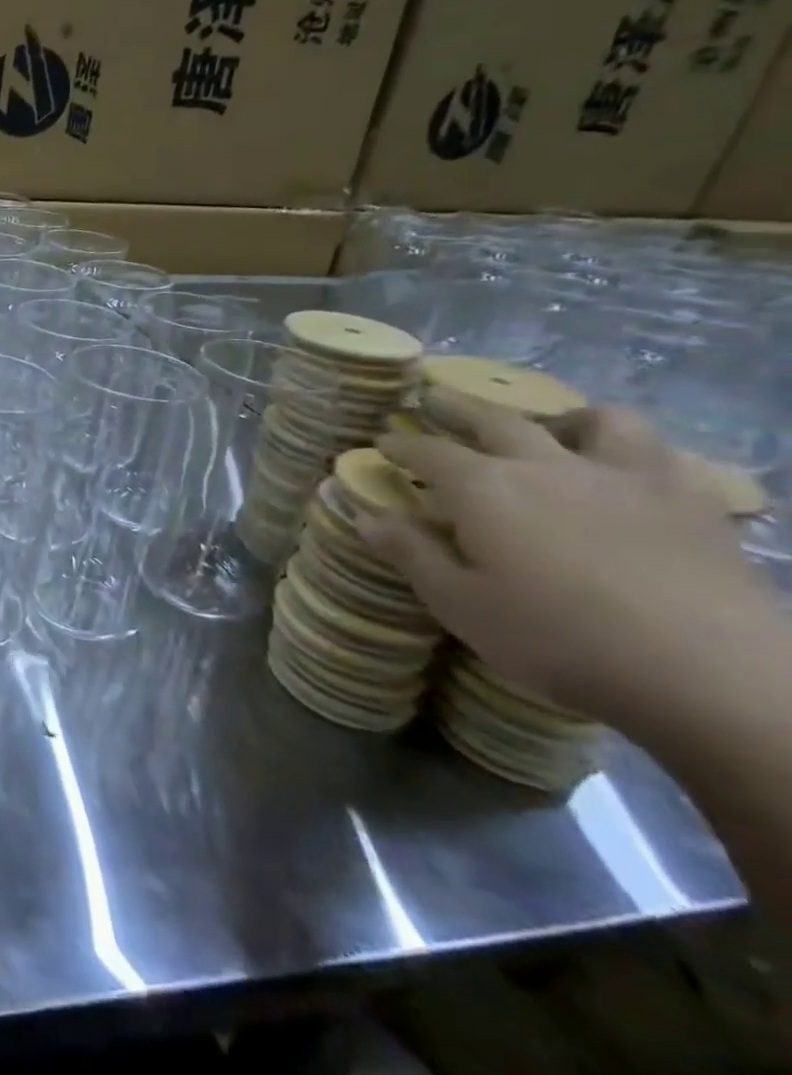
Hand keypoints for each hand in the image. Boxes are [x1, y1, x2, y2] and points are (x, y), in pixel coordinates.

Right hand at [360, 396, 772, 724]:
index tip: (382, 441)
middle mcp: (547, 465)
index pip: (428, 452)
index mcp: (484, 489)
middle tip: (437, 399)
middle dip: (459, 407)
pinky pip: (661, 455)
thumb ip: (411, 553)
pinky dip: (634, 452)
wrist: (707, 675)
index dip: (400, 444)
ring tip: (552, 428)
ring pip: (595, 420)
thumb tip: (366, 515)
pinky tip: (627, 471)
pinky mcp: (689, 501)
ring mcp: (624, 477)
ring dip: (563, 417)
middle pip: (497, 419)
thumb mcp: (459, 604)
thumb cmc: (557, 638)